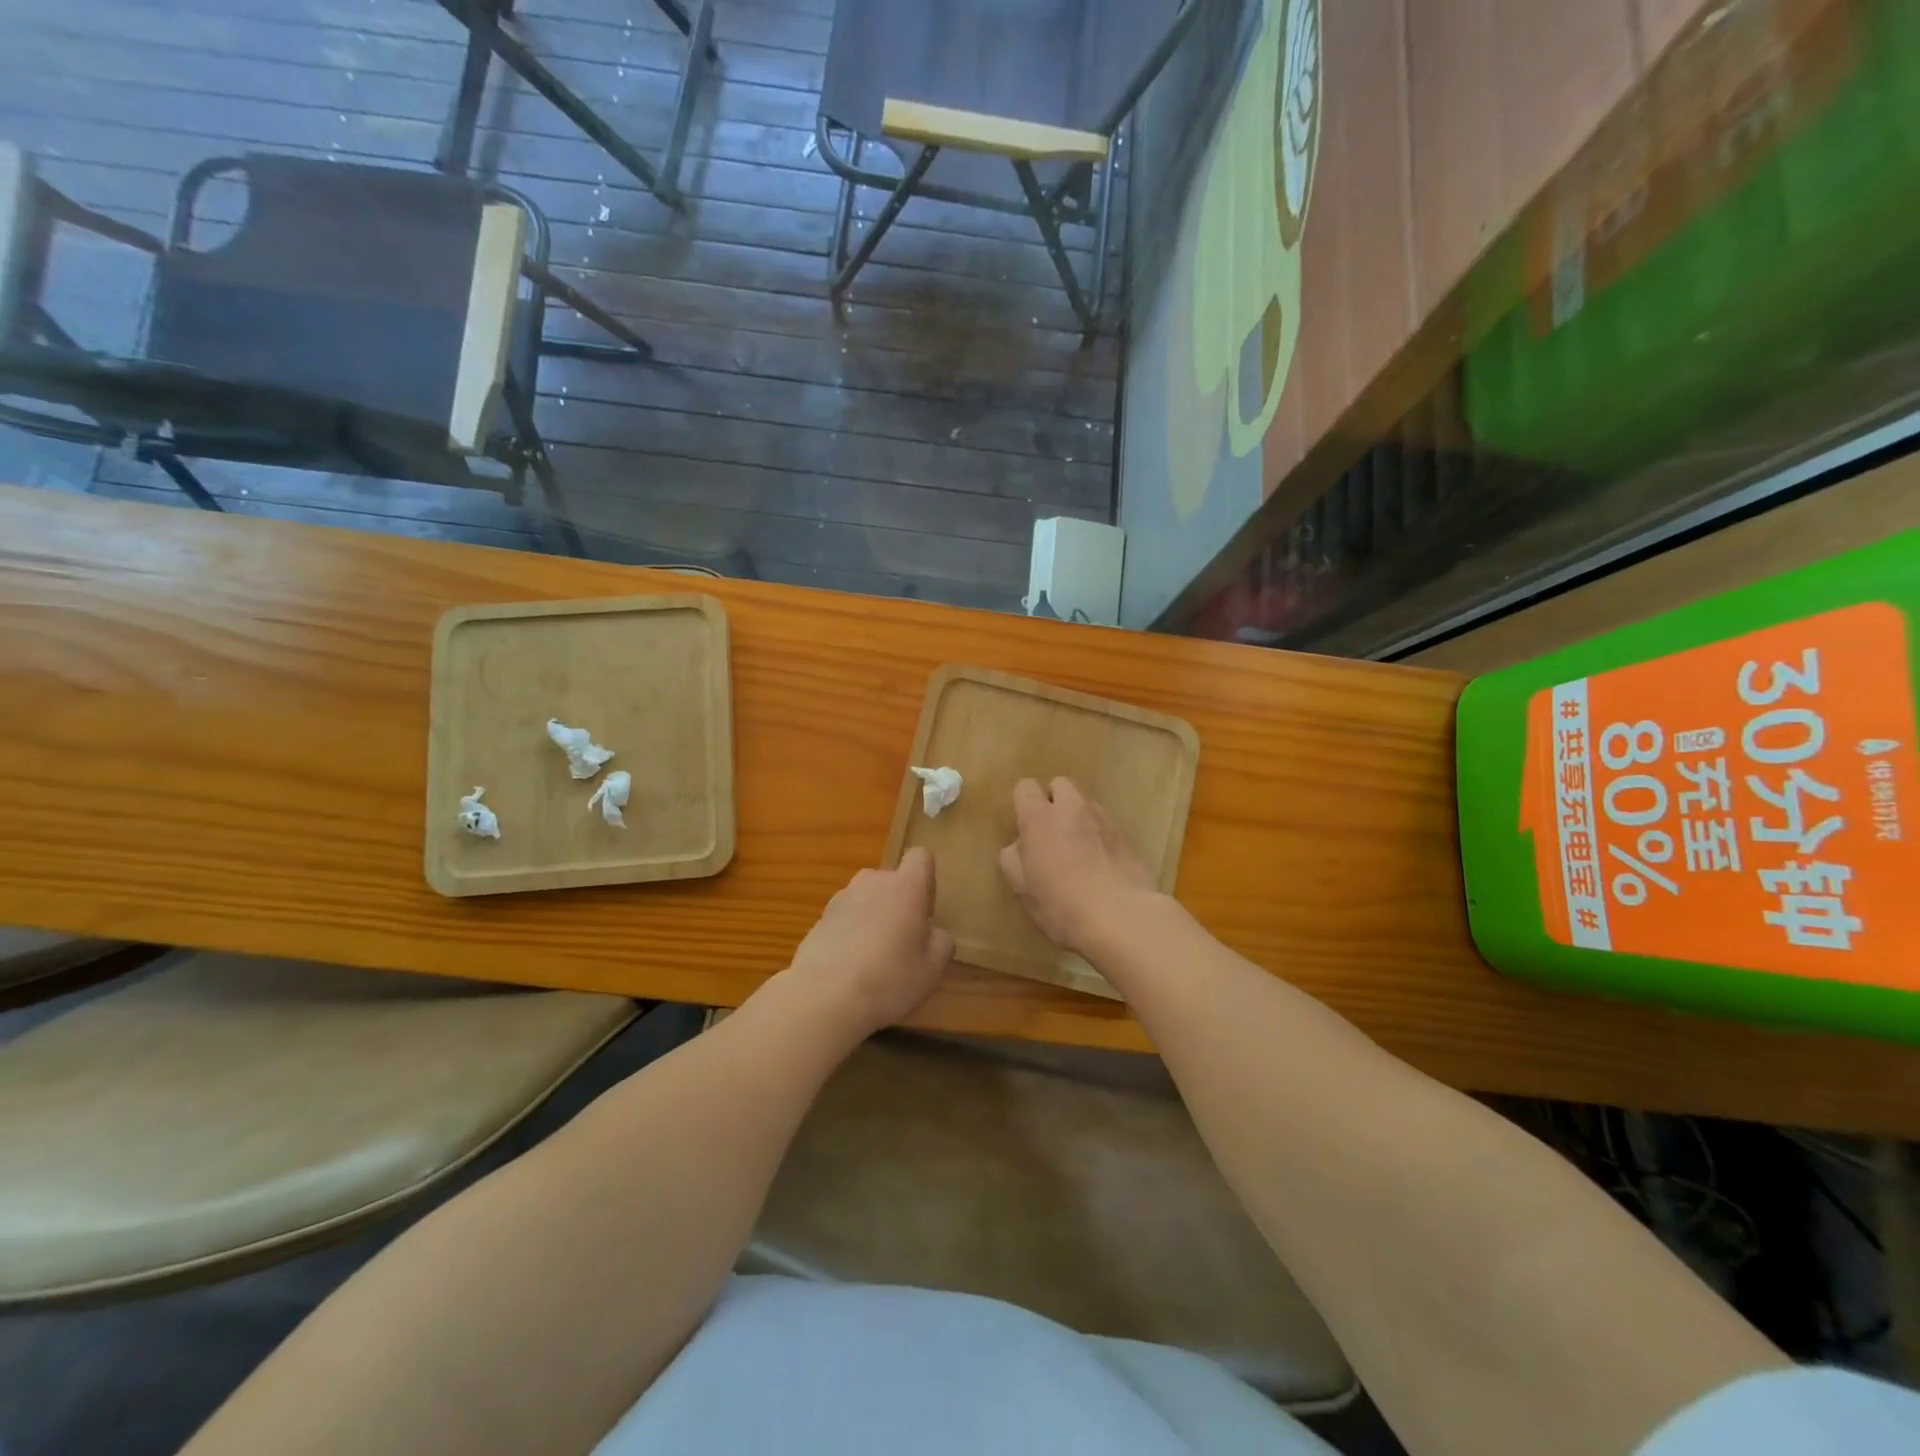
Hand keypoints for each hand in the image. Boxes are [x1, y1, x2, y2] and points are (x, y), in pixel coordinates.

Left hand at [783, 847, 954, 1039]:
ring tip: (873, 960)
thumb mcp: (933, 969)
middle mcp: (872, 882)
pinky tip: (850, 969)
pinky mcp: (818, 920)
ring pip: (866, 900)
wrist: (823, 997)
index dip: (926, 880)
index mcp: (906, 886)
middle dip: (898, 904)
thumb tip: (934, 934)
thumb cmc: (889, 978)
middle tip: (902, 943)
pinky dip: (850, 935)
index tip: (925, 911)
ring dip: (873, 919)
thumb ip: (941, 943)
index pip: (921, 857)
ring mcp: (841, 899)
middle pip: (892, 881)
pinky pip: (844, 919)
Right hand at [998, 777, 1159, 954]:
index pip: (1025, 787)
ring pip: (1087, 804)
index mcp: (1039, 818)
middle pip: (1061, 784)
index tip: (1024, 826)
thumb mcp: (1022, 888)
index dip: (1023, 802)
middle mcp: (1072, 808)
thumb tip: (1020, 846)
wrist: (1121, 917)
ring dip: (1079, 818)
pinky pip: (1107, 826)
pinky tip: (1102, 865)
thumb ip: (1014, 858)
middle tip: (1052, 832)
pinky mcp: (1128, 836)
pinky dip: (1101, 837)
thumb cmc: (1060, 904)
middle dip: (1054, 800)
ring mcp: (1104, 819)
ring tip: (1079, 850)